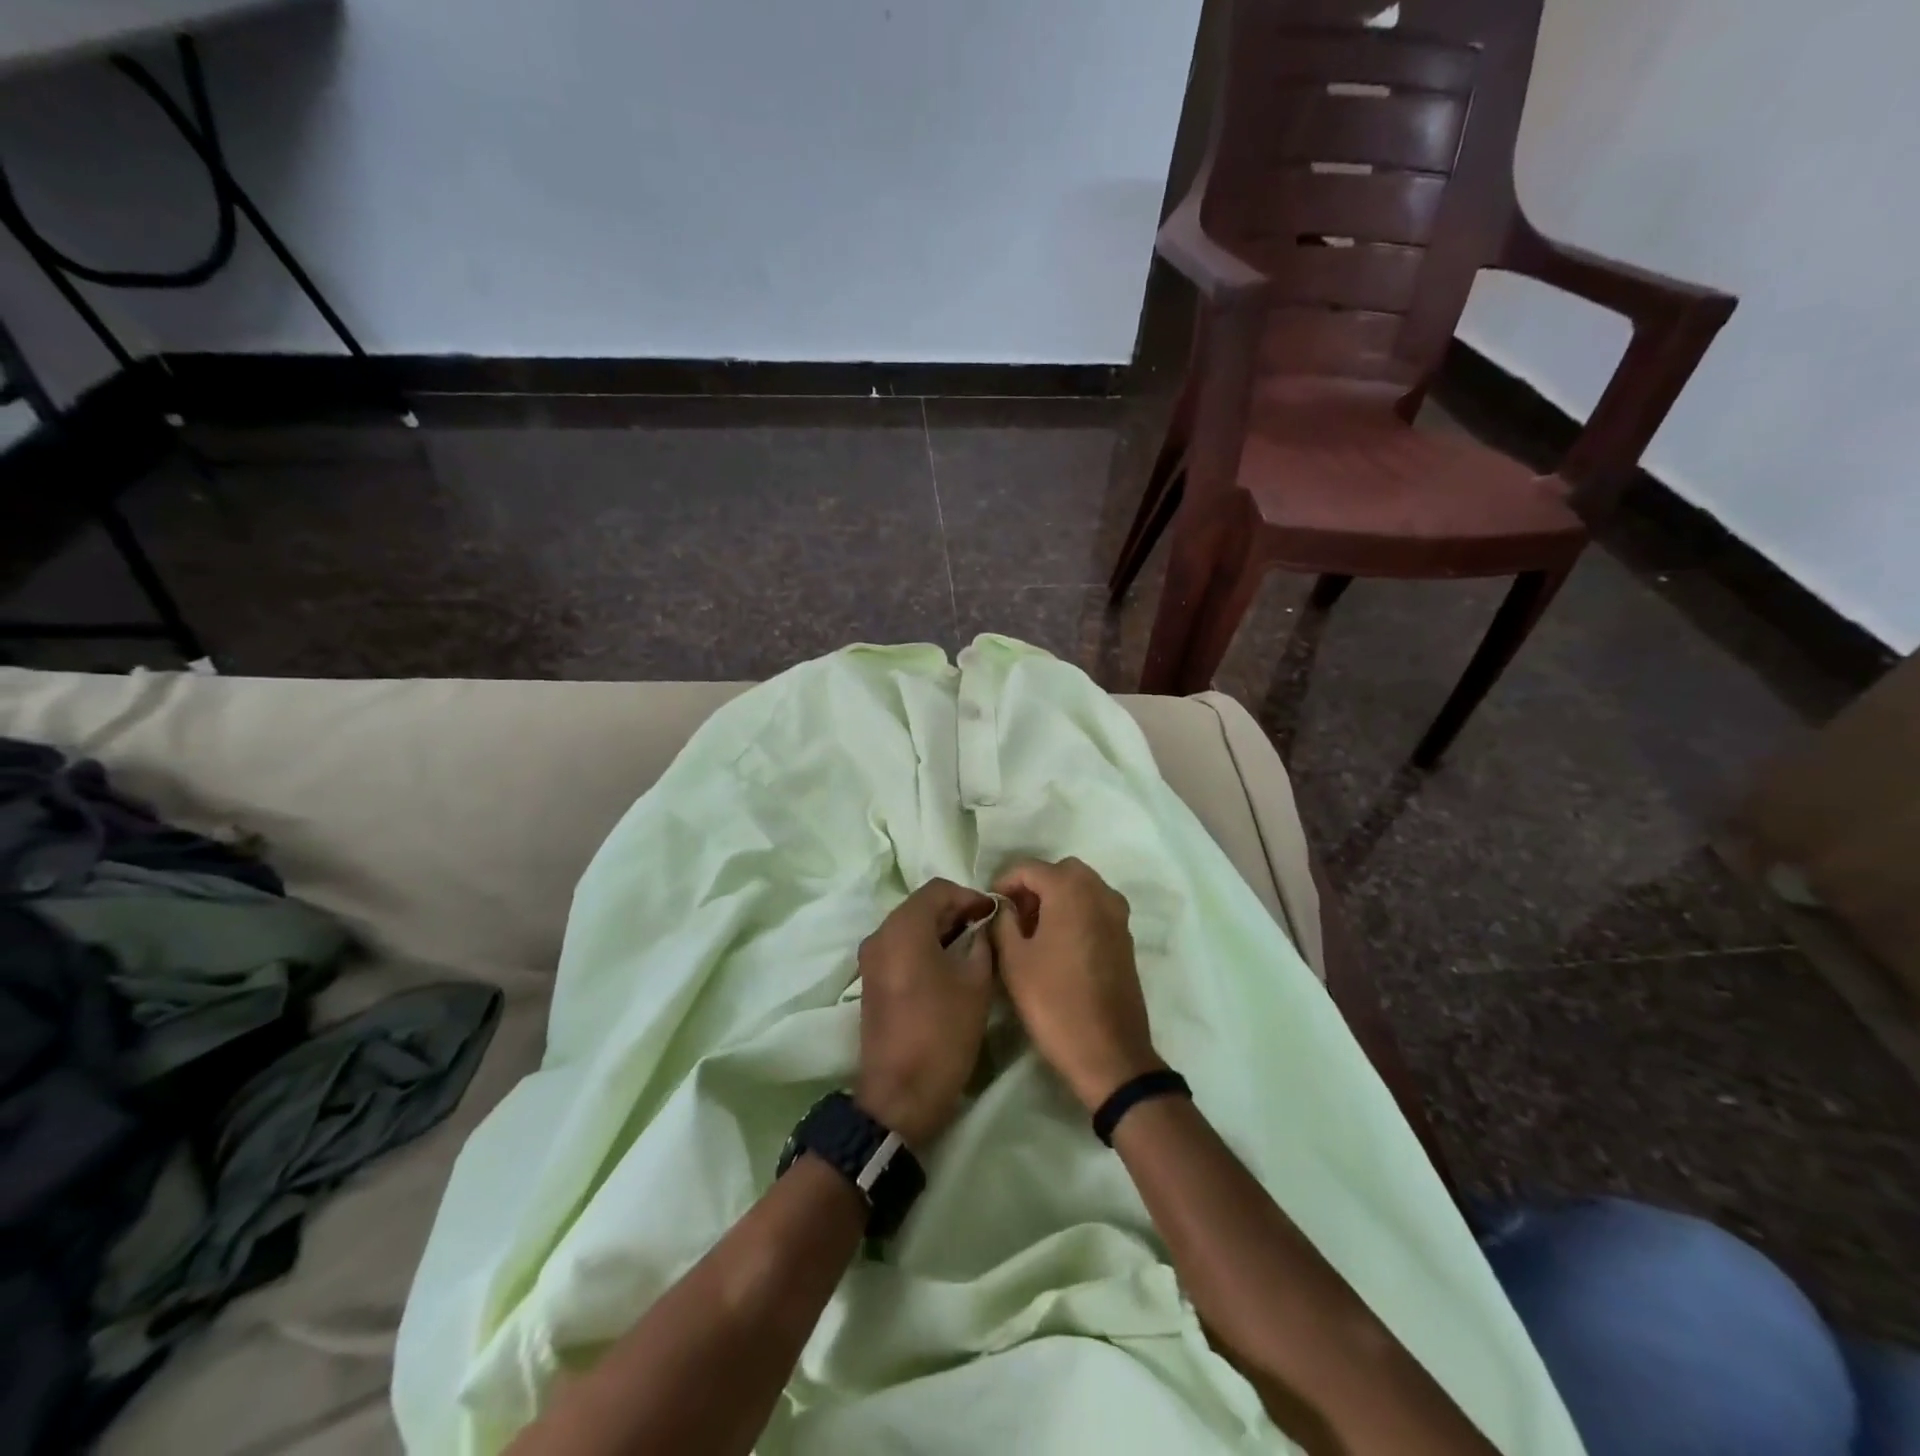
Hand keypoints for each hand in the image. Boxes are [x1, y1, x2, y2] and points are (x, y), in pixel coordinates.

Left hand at [854, 878, 996, 1148]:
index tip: (994, 914)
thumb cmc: (942, 1033)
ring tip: (973, 947)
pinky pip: (900, 947)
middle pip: (921, 905)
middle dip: (956, 911)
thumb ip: (982, 943)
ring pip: (910, 926)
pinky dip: (925, 946)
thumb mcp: (976, 983)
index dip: (970, 896)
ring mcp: (871, 958)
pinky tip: (949, 966)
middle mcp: (880, 934)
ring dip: (941, 929)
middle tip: (987, 929)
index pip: (939, 889)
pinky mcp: (871, 980)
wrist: (900, 1094)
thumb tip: (984, 927)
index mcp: (903, 928)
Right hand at [990, 858, 1163, 1112]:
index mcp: (1070, 891)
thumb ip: (1003, 922)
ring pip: (1082, 888)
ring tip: (1033, 930)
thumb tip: (1005, 907)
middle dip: (1034, 885)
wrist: (1109, 1052)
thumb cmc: (1054, 1002)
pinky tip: (1058, 944)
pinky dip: (1076, 912)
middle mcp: (1099, 893)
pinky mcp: (1126, 938)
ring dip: (1057, 897)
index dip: (1004, 881)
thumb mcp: (1014, 961)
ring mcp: (1118, 915)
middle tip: (1013, 914)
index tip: (990, 905)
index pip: (1029, 868)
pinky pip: (1096, 908)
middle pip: (1061, 871)